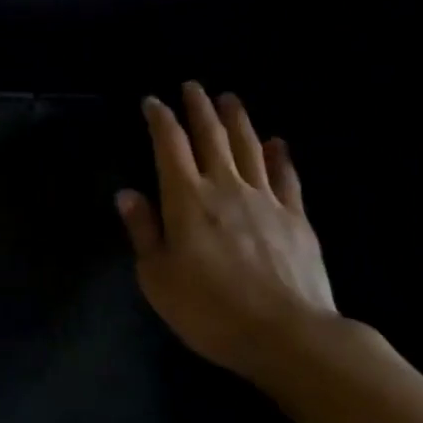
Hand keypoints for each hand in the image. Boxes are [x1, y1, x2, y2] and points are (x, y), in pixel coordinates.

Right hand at [116, 83, 339, 379]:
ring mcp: (265, 200)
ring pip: (249, 147)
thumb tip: (126, 193)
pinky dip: (279, 156)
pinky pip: (286, 177)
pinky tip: (277, 143)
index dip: (159, 119)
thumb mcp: (157, 277)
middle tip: (193, 86)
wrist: (288, 335)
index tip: (152, 101)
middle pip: (211, 136)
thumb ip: (143, 231)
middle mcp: (225, 187)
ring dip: (237, 120)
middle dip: (199, 108)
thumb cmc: (210, 310)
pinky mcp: (296, 218)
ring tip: (230, 98)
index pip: (169, 145)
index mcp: (186, 199)